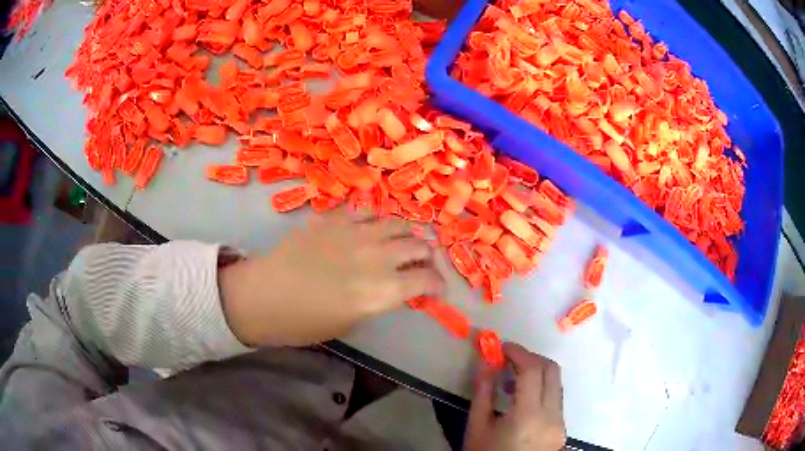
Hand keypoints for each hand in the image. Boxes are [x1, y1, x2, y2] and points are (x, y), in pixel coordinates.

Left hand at [218, 206, 444, 346]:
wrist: (263, 296)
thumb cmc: (303, 323)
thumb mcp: (350, 323)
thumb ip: (377, 301)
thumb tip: (391, 288)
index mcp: (383, 291)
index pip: (427, 279)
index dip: (438, 284)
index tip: (436, 289)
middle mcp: (377, 257)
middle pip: (418, 246)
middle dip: (426, 256)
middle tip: (422, 264)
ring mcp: (355, 232)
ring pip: (397, 223)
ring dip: (407, 233)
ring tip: (404, 241)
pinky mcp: (335, 219)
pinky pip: (366, 213)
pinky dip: (376, 221)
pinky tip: (372, 229)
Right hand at [464, 343, 565, 450]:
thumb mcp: (477, 427)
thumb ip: (483, 392)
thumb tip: (486, 361)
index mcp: (529, 417)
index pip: (533, 370)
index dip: (518, 352)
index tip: (502, 346)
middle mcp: (553, 416)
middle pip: (552, 371)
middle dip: (530, 358)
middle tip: (508, 358)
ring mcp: (561, 424)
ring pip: (556, 384)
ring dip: (537, 373)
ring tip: (510, 380)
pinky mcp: (562, 429)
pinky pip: (555, 399)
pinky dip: (541, 390)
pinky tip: (521, 399)